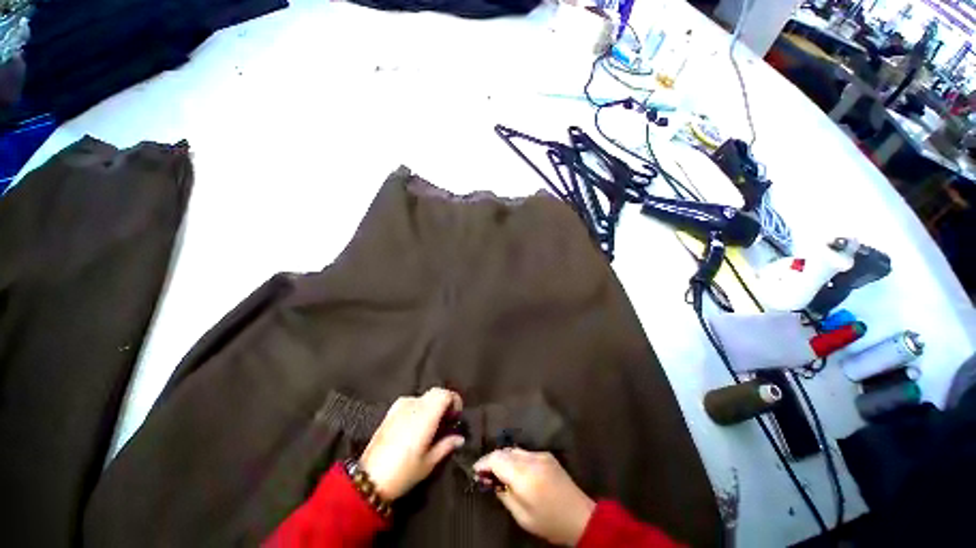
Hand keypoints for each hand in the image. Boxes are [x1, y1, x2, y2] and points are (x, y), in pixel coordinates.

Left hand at [359, 388, 464, 500]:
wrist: (368, 480)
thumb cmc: (403, 472)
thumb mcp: (429, 462)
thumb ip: (446, 445)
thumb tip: (459, 438)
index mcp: (426, 415)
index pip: (445, 394)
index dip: (455, 400)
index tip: (456, 416)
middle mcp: (413, 405)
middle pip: (435, 392)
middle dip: (444, 402)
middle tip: (447, 420)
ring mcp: (400, 406)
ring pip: (423, 396)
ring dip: (432, 405)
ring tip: (432, 424)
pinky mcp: (390, 412)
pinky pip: (411, 401)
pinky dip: (419, 407)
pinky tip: (416, 425)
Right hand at [473, 449, 595, 546]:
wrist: (580, 516)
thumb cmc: (549, 522)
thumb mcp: (522, 515)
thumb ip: (504, 494)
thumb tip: (491, 480)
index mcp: (524, 475)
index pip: (497, 459)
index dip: (483, 462)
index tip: (475, 470)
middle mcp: (531, 459)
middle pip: (504, 451)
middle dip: (492, 460)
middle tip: (484, 473)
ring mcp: (540, 454)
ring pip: (514, 450)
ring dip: (503, 458)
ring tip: (498, 472)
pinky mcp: (547, 455)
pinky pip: (525, 452)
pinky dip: (515, 458)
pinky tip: (514, 470)